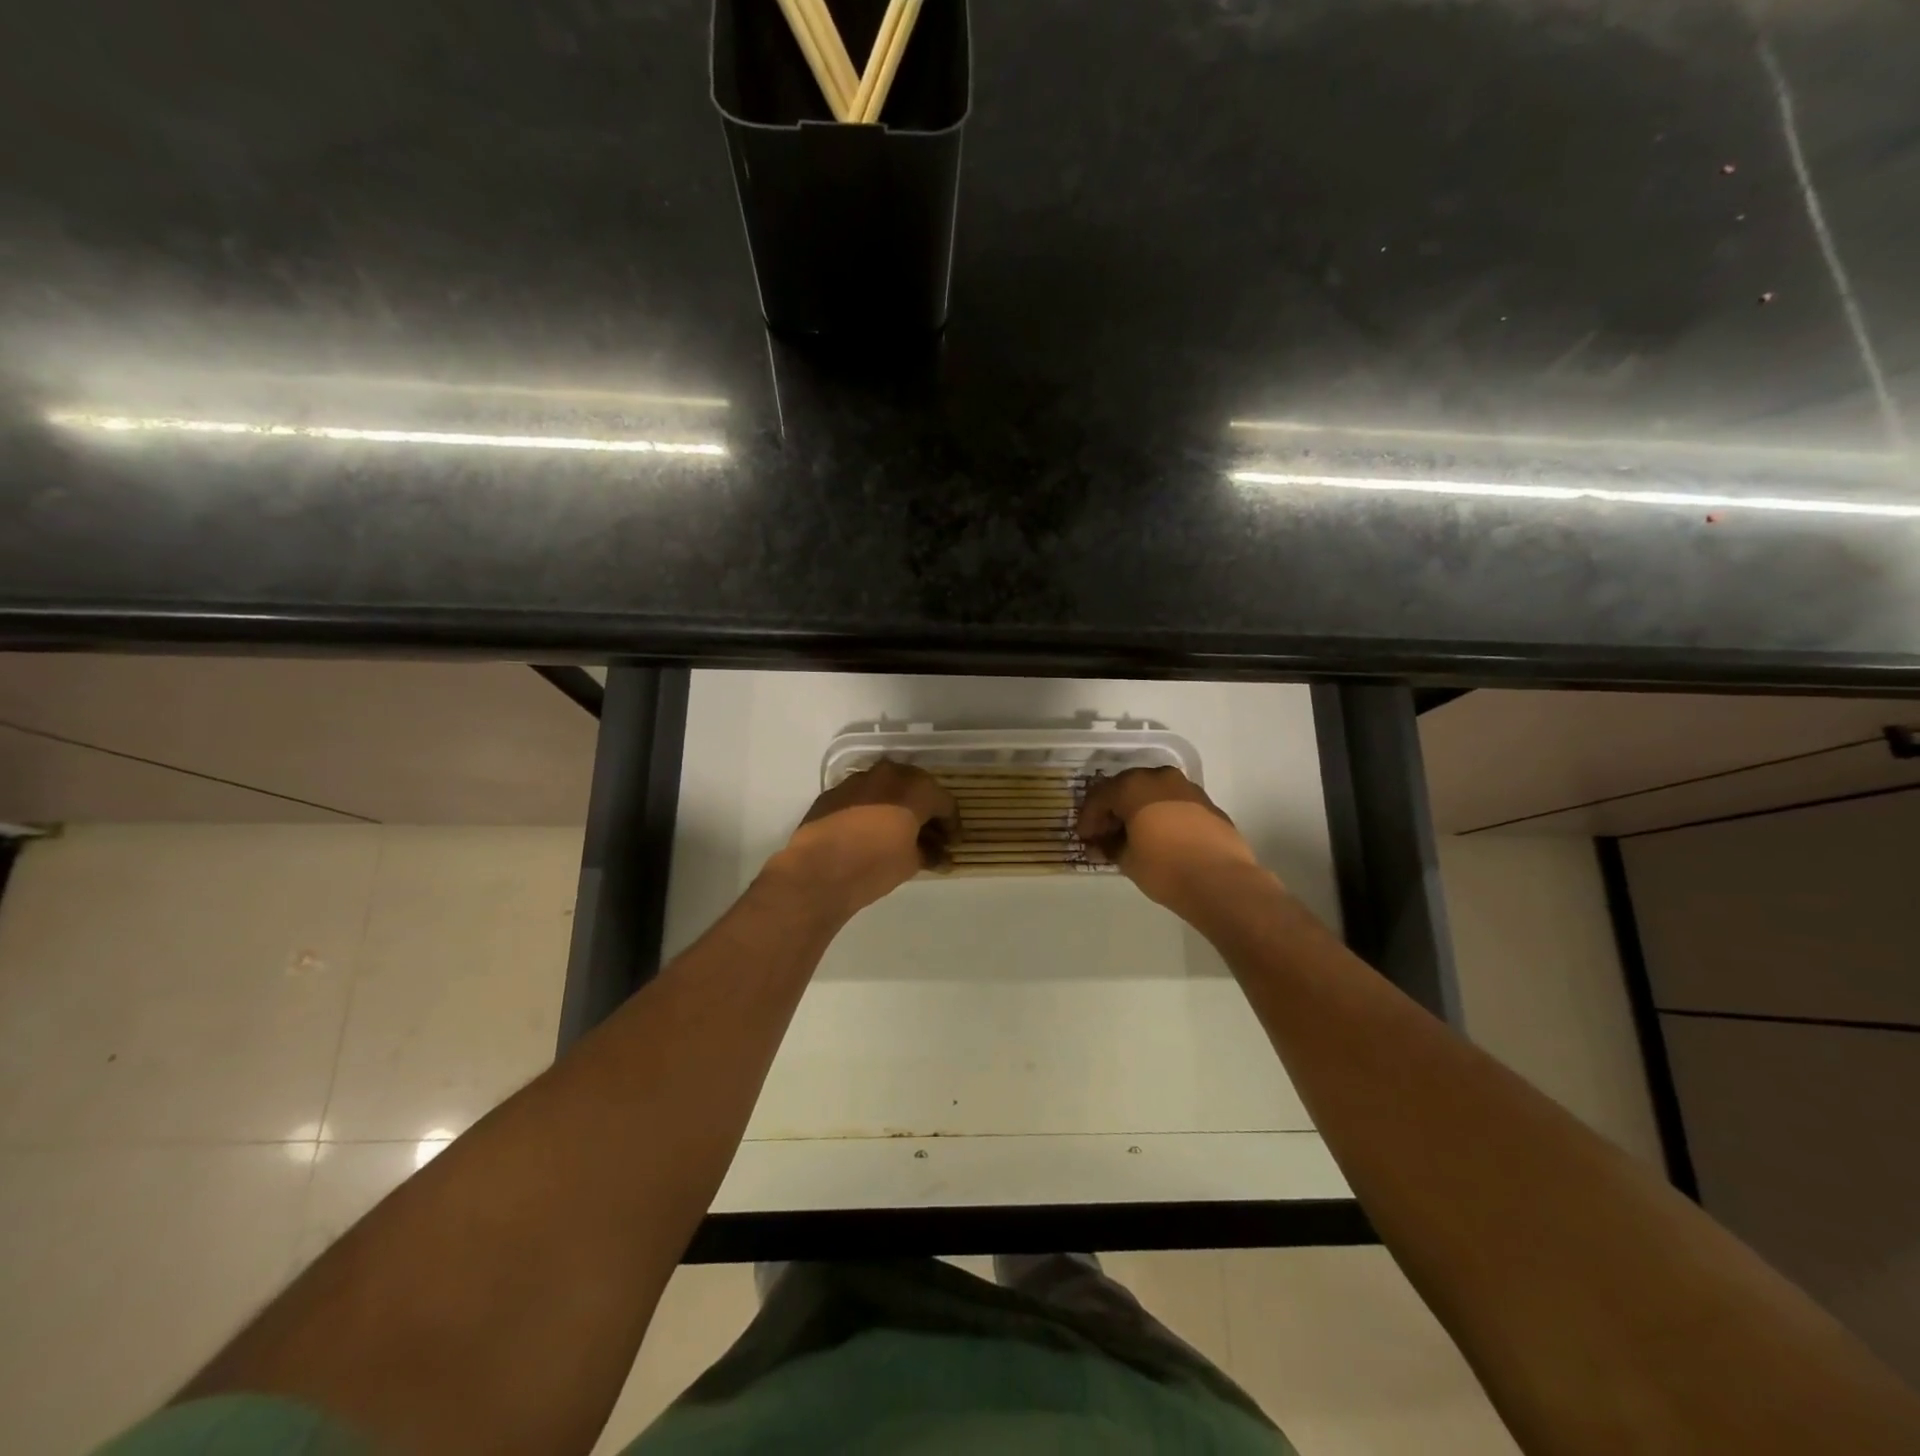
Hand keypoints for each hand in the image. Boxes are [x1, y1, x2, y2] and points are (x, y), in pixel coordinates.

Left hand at [770, 761, 958, 919]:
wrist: (818, 870)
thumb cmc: (875, 865)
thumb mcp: (911, 863)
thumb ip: (929, 853)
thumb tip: (940, 856)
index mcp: (915, 788)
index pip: (944, 802)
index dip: (951, 825)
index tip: (951, 843)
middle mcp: (888, 775)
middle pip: (915, 788)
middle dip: (924, 810)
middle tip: (927, 835)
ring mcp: (857, 780)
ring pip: (886, 788)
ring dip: (896, 805)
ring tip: (896, 832)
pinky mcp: (832, 792)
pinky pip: (861, 796)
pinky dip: (870, 809)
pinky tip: (867, 832)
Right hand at [1075, 766, 1262, 915]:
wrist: (1221, 881)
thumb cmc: (1164, 867)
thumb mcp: (1126, 860)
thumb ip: (1109, 846)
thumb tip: (1101, 844)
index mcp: (1133, 786)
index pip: (1100, 796)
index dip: (1088, 818)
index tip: (1084, 838)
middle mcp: (1160, 778)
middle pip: (1127, 788)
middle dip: (1113, 811)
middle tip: (1105, 834)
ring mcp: (1188, 788)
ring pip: (1153, 793)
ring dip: (1139, 810)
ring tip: (1133, 837)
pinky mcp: (1208, 804)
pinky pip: (1175, 803)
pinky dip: (1162, 815)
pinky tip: (1161, 838)